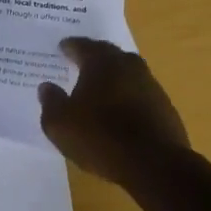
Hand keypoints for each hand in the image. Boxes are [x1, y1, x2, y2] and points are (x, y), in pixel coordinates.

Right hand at [38, 38, 190, 186]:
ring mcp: (150, 84)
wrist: (156, 164)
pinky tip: (120, 110)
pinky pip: (139, 92)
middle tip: (80, 62)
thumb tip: (47, 87)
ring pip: (126, 72)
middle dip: (93, 56)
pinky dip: (127, 96)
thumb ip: (50, 102)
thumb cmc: (101, 137)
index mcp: (101, 62)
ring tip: (99, 87)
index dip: (70, 47)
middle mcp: (127, 65)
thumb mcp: (60, 125)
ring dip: (112, 76)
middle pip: (107, 53)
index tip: (62, 48)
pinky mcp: (164, 105)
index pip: (82, 45)